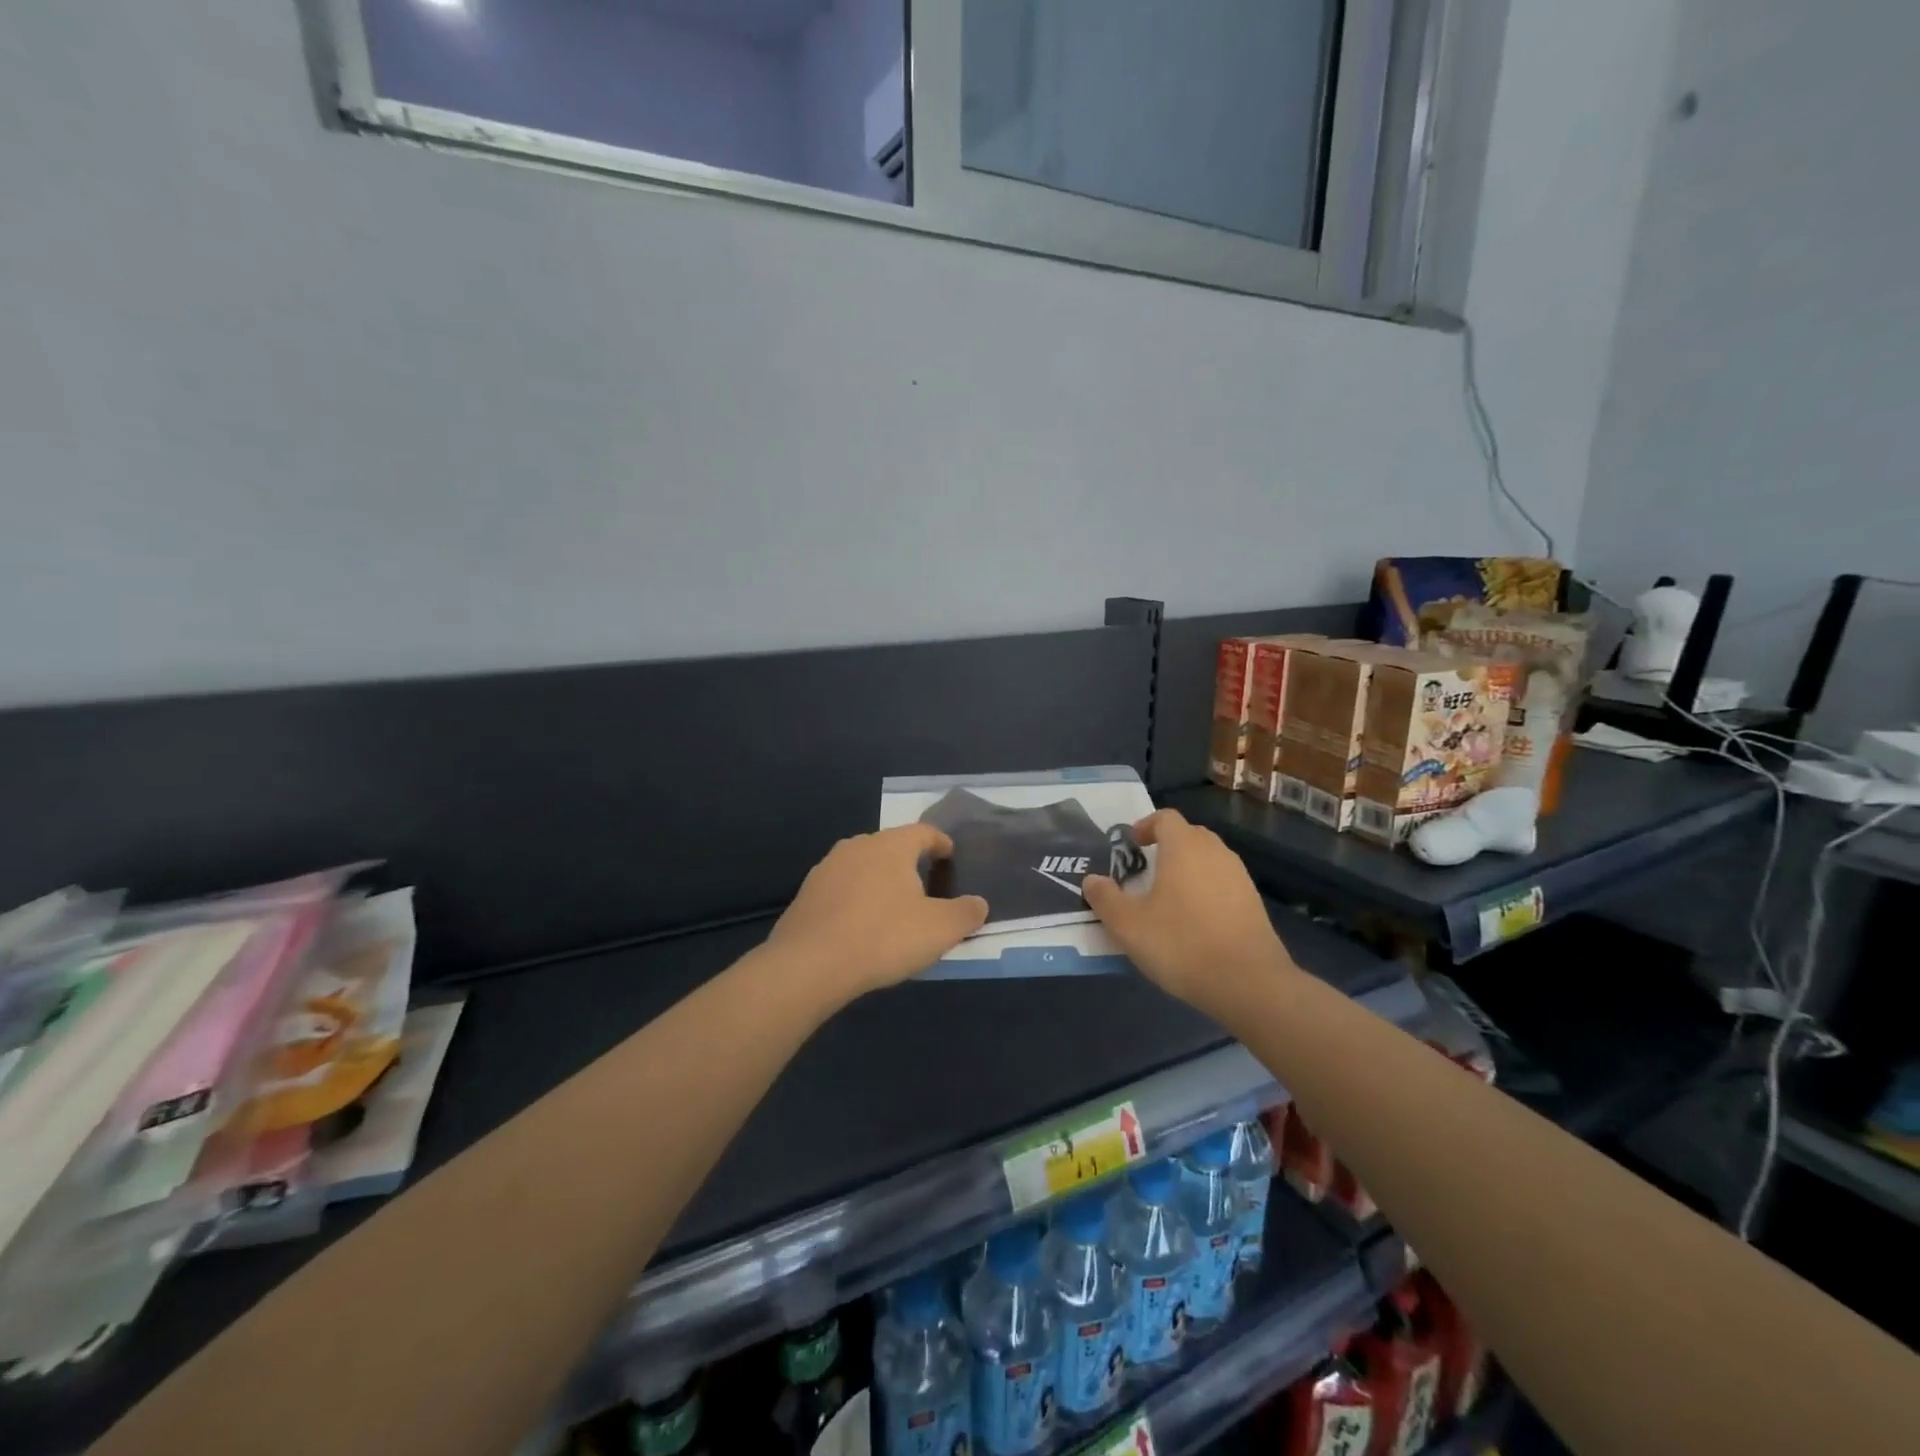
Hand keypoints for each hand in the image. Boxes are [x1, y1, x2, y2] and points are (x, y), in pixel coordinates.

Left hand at [766, 824, 988, 999]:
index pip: (923, 832)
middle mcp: (857, 846)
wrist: (809, 965)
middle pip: (890, 846)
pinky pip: (841, 890)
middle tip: (925, 886)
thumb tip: (979, 904)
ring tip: (892, 907)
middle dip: (909, 863)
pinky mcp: (806, 895)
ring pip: (863, 867)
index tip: (950, 856)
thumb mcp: (940, 929)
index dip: (940, 843)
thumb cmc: (883, 937)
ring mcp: (826, 869)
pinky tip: (860, 926)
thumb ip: (965, 913)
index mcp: (891, 846)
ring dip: (879, 881)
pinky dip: (856, 900)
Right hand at [1082, 809, 1297, 1017]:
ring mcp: (1239, 876)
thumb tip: (1092, 880)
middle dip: (1166, 846)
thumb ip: (1105, 898)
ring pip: (1208, 859)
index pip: (1165, 818)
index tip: (1131, 845)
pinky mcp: (1253, 902)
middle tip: (1144, 871)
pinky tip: (1194, 921)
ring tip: (1167, 898)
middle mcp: (1215, 852)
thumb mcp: (1128, 925)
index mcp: (1184, 847)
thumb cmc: (1181, 944)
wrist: (1249, 983)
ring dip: (1187, 869)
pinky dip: (1206, 890)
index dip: (1145, 826)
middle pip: (1188, 835)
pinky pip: (1222, 883)